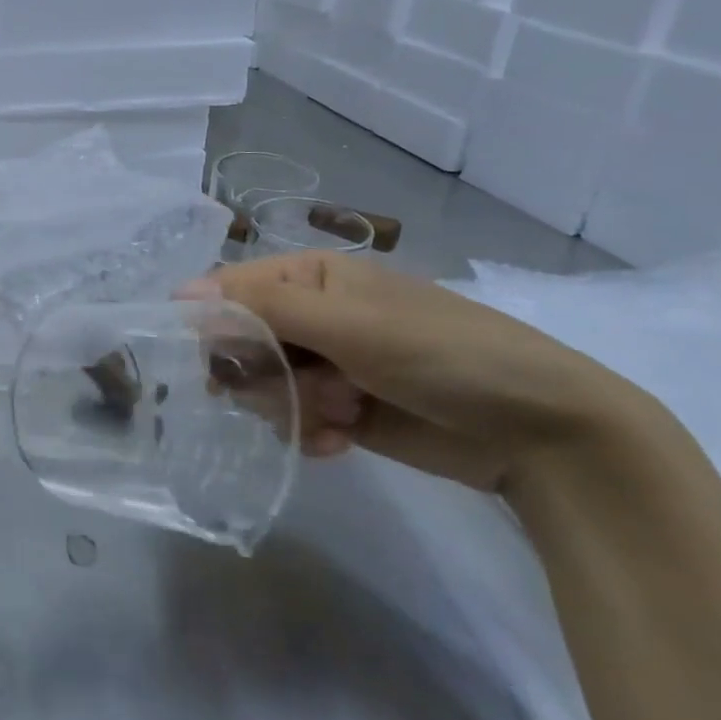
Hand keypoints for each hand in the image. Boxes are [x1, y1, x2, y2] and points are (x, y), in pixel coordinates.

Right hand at [180, 251, 671, 493]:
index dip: (213, 325)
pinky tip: (344, 441)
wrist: (541, 432)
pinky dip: (312, 434)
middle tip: (302, 388)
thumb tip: (179, 294)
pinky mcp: (340, 411)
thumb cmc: (442, 353)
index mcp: (308, 278)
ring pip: (262, 388)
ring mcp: (325, 366)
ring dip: (293, 407)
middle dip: (263, 374)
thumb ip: (261, 308)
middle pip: (240, 344)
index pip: (229, 291)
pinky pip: (292, 421)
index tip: (215, 362)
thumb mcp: (348, 323)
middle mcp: (310, 317)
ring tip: (342, 414)